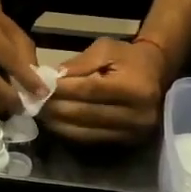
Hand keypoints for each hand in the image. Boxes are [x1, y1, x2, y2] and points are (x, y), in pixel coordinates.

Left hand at [41, 37, 169, 144]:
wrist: (157, 74)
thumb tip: (50, 80)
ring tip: (40, 114)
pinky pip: (90, 140)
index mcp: (134, 87)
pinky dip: (69, 132)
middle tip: (33, 103)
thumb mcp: (105, 49)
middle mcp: (137, 114)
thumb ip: (78, 64)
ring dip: (58, 124)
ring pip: (84, 131)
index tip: (39, 87)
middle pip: (84, 114)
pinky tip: (56, 123)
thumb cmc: (128, 58)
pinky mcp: (127, 142)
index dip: (61, 90)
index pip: (88, 90)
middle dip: (55, 109)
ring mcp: (133, 132)